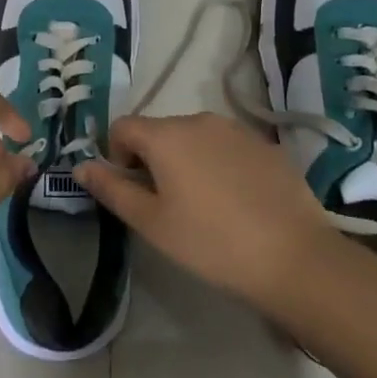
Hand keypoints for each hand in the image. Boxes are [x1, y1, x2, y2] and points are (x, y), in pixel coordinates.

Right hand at [75, 113, 338, 309]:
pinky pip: (226, 146)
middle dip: (152, 160)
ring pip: (194, 137)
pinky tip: (236, 203)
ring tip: (203, 205)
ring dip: (186, 161)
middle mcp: (199, 120)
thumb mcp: (151, 222)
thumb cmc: (211, 242)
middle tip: (166, 205)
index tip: (133, 192)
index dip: (117, 156)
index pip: (122, 126)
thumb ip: (112, 189)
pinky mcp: (266, 145)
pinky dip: (219, 165)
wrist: (295, 257)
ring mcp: (237, 130)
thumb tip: (81, 166)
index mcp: (166, 135)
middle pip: (159, 130)